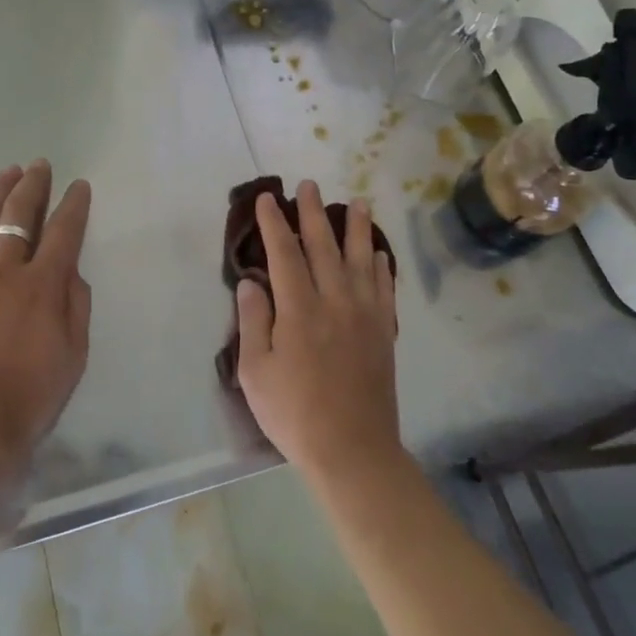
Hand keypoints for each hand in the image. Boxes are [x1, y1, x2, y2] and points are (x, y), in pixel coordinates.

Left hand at [0, 161, 92, 479]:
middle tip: (41, 166)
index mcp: (43, 284)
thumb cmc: (33, 395)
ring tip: (10, 173)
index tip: (79, 186)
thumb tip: (70, 270)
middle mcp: (5, 270)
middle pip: (18, 214)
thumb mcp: (75, 353)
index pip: (63, 230)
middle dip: (34, 184)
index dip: (74, 204)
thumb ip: (76, 304)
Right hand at [235, 181, 401, 484]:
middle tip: (310, 185)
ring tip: (358, 202)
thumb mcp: (256, 372)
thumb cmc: (295, 414)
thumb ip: (254, 322)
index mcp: (299, 310)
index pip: (284, 253)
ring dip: (358, 229)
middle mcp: (335, 302)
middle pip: (324, 246)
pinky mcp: (383, 333)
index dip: (274, 223)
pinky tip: (378, 253)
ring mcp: (365, 316)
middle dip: (314, 213)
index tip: (267, 198)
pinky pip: (384, 289)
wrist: (353, 450)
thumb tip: (251, 282)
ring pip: (361, 260)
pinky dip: (381, 266)